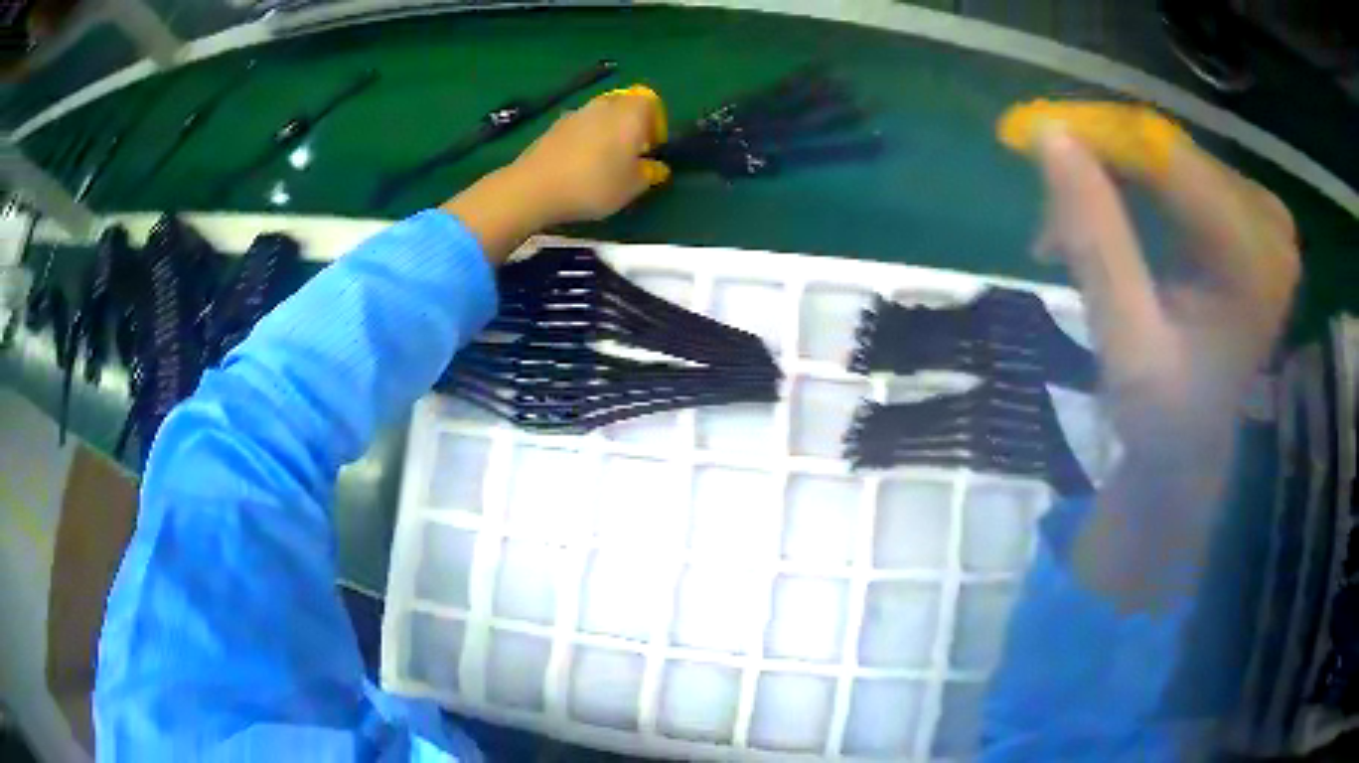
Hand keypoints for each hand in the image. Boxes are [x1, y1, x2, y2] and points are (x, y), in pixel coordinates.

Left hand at [510, 86, 669, 225]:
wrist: (534, 187)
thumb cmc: (594, 183)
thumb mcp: (632, 187)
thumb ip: (649, 174)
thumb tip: (656, 167)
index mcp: (630, 111)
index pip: (652, 102)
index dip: (656, 124)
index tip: (652, 149)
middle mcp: (604, 103)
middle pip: (625, 105)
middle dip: (631, 125)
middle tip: (630, 154)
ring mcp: (576, 112)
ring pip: (601, 115)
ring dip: (607, 132)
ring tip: (603, 162)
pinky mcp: (553, 126)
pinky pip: (579, 127)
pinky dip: (584, 139)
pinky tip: (579, 165)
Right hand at [1034, 129, 1299, 607]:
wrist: (1193, 450)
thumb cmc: (1163, 420)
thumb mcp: (1126, 345)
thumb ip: (1096, 240)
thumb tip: (1049, 135)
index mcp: (1256, 264)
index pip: (1169, 160)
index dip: (1098, 139)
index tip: (1028, 139)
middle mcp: (1271, 226)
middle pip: (1169, 153)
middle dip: (1102, 169)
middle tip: (1049, 217)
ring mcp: (1264, 216)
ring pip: (1168, 156)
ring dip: (1112, 180)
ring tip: (1070, 232)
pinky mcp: (1249, 214)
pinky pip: (1179, 169)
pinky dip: (1134, 185)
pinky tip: (1109, 218)